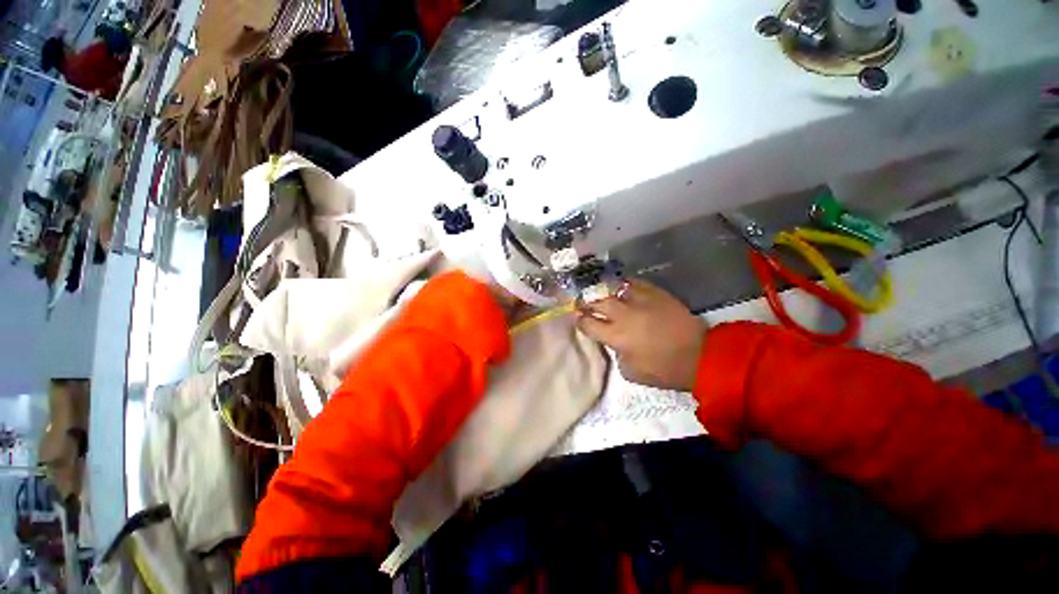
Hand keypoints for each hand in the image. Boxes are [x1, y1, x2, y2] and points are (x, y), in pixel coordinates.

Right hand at [577, 280, 706, 390]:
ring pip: (614, 289)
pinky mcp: (656, 294)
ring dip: (605, 292)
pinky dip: (626, 286)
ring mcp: (640, 301)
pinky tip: (623, 288)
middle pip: (597, 303)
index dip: (580, 321)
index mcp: (616, 336)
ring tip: (602, 294)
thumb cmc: (664, 369)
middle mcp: (624, 314)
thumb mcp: (631, 373)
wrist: (700, 355)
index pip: (589, 324)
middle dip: (587, 303)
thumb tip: (615, 344)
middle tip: (583, 303)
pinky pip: (635, 284)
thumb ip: (617, 355)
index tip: (578, 319)